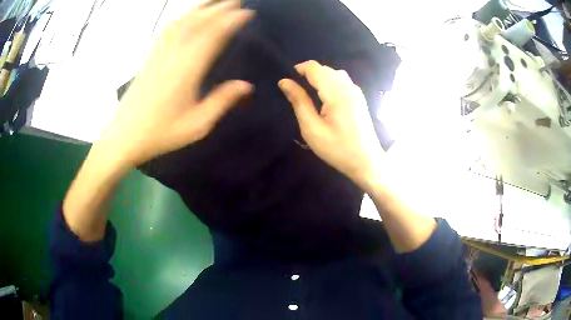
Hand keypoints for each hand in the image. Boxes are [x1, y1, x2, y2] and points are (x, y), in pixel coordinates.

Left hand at [101, 0, 253, 167]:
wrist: (125, 135)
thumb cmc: (161, 133)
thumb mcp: (197, 125)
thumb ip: (221, 102)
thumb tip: (246, 85)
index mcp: (187, 70)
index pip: (213, 36)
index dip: (231, 21)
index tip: (247, 12)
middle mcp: (173, 55)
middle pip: (198, 23)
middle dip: (219, 8)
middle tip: (236, 1)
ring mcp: (159, 54)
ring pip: (181, 22)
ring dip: (200, 9)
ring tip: (215, 1)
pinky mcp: (150, 57)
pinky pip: (167, 31)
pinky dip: (181, 18)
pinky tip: (186, 15)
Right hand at [278, 60, 383, 187]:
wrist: (367, 161)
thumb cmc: (338, 148)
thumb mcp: (312, 128)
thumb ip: (299, 102)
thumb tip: (284, 82)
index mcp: (336, 92)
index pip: (315, 68)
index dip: (299, 69)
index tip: (288, 82)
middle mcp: (348, 86)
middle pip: (325, 69)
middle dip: (309, 74)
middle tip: (297, 93)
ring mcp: (356, 91)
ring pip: (334, 73)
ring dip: (320, 78)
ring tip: (310, 95)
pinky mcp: (359, 98)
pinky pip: (342, 81)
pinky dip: (330, 83)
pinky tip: (326, 99)